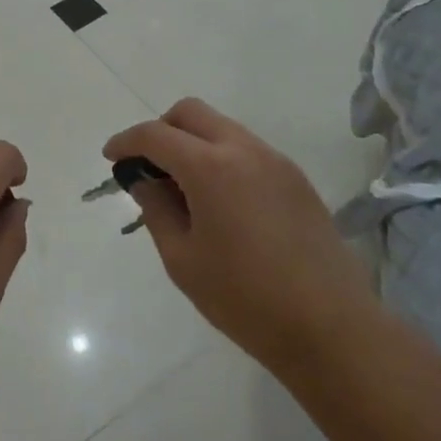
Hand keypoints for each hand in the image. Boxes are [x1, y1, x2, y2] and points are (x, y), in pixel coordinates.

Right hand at [103, 98, 376, 372]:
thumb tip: (144, 182)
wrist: (330, 327)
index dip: (126, 142)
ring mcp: (276, 161)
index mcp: (211, 167)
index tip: (110, 157)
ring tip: (182, 189)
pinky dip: (221, 158)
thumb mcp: (182, 259)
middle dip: (161, 129)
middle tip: (147, 166)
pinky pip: (247, 150)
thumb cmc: (244, 298)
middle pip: (191, 113)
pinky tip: (219, 201)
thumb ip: (156, 211)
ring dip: (193, 143)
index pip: (156, 135)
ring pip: (222, 128)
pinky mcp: (297, 180)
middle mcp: (244, 150)